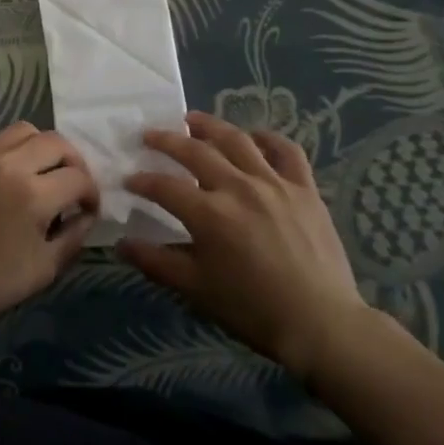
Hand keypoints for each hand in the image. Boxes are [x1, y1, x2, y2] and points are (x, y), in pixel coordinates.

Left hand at [0, 122, 98, 332]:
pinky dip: (5, 151)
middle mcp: (9, 164)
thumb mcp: (42, 271)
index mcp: (34, 194)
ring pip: (22, 130)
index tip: (87, 208)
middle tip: (70, 183)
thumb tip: (84, 215)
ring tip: (37, 170)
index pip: (78, 178)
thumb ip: (72, 238)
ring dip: (40, 147)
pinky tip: (1, 175)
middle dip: (72, 161)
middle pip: (55, 142)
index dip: (91, 193)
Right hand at [120, 111, 370, 378]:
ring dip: (210, 126)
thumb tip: (122, 244)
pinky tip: (255, 137)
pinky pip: (286, 150)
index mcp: (209, 214)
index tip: (128, 180)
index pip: (164, 187)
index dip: (142, 182)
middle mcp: (238, 187)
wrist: (321, 325)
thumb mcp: (197, 290)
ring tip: (192, 119)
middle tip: (150, 135)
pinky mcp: (304, 188)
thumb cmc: (253, 310)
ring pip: (237, 140)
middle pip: (195, 151)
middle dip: (167, 141)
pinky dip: (268, 138)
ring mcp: (274, 183)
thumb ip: (157, 262)